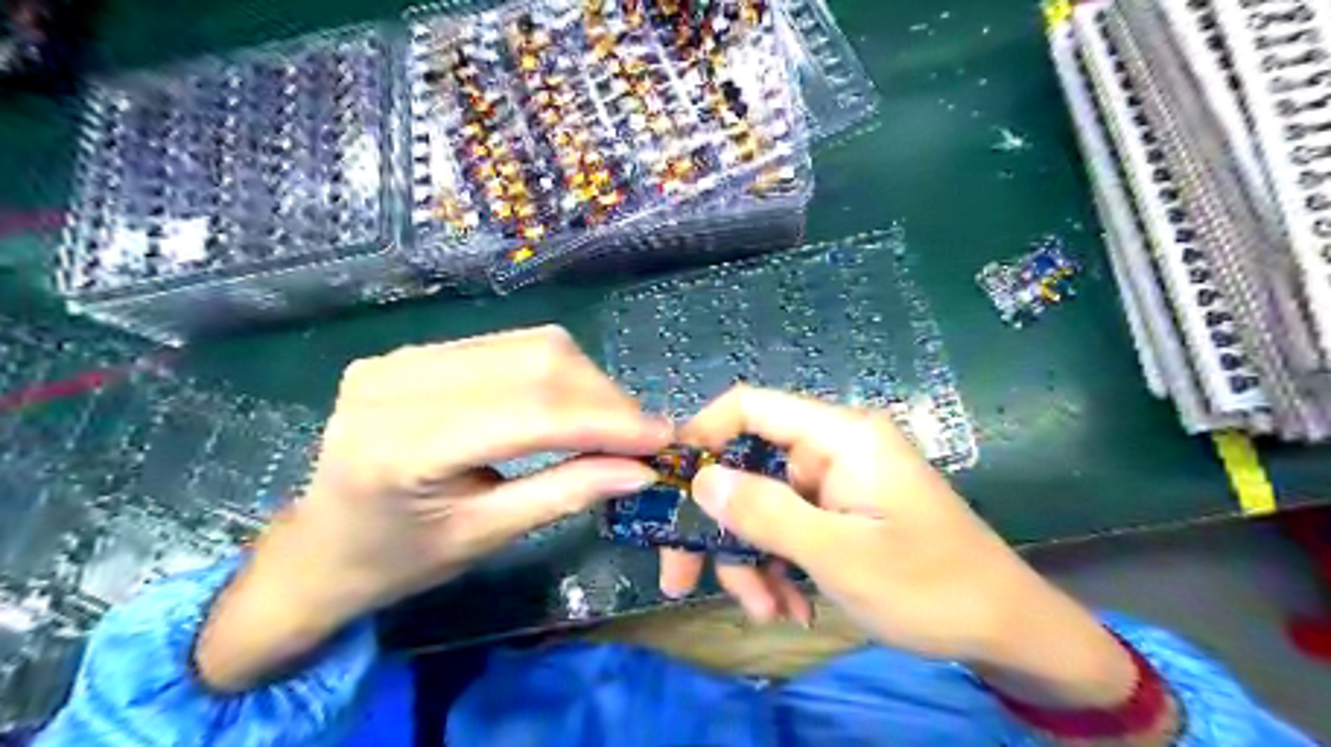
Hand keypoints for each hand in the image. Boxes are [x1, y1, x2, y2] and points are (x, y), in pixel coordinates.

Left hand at [195, 328, 670, 686]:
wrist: (318, 545)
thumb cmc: (397, 559)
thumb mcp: (485, 536)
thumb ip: (565, 494)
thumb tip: (640, 470)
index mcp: (403, 447)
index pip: (531, 413)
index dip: (606, 421)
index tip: (662, 438)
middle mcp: (398, 382)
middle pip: (536, 361)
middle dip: (603, 397)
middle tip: (641, 435)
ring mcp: (402, 356)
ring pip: (529, 344)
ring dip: (585, 381)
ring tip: (611, 423)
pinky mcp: (414, 351)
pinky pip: (507, 346)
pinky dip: (554, 373)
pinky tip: (569, 404)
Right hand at [661, 388, 1136, 714]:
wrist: (1007, 631)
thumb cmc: (931, 586)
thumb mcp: (839, 555)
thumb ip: (767, 513)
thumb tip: (701, 480)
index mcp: (840, 436)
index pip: (751, 406)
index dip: (702, 434)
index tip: (668, 484)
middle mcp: (832, 450)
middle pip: (749, 468)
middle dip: (720, 526)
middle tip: (681, 579)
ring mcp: (835, 484)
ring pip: (763, 507)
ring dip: (752, 560)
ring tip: (765, 612)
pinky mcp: (839, 513)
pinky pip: (788, 529)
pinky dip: (779, 567)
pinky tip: (790, 608)